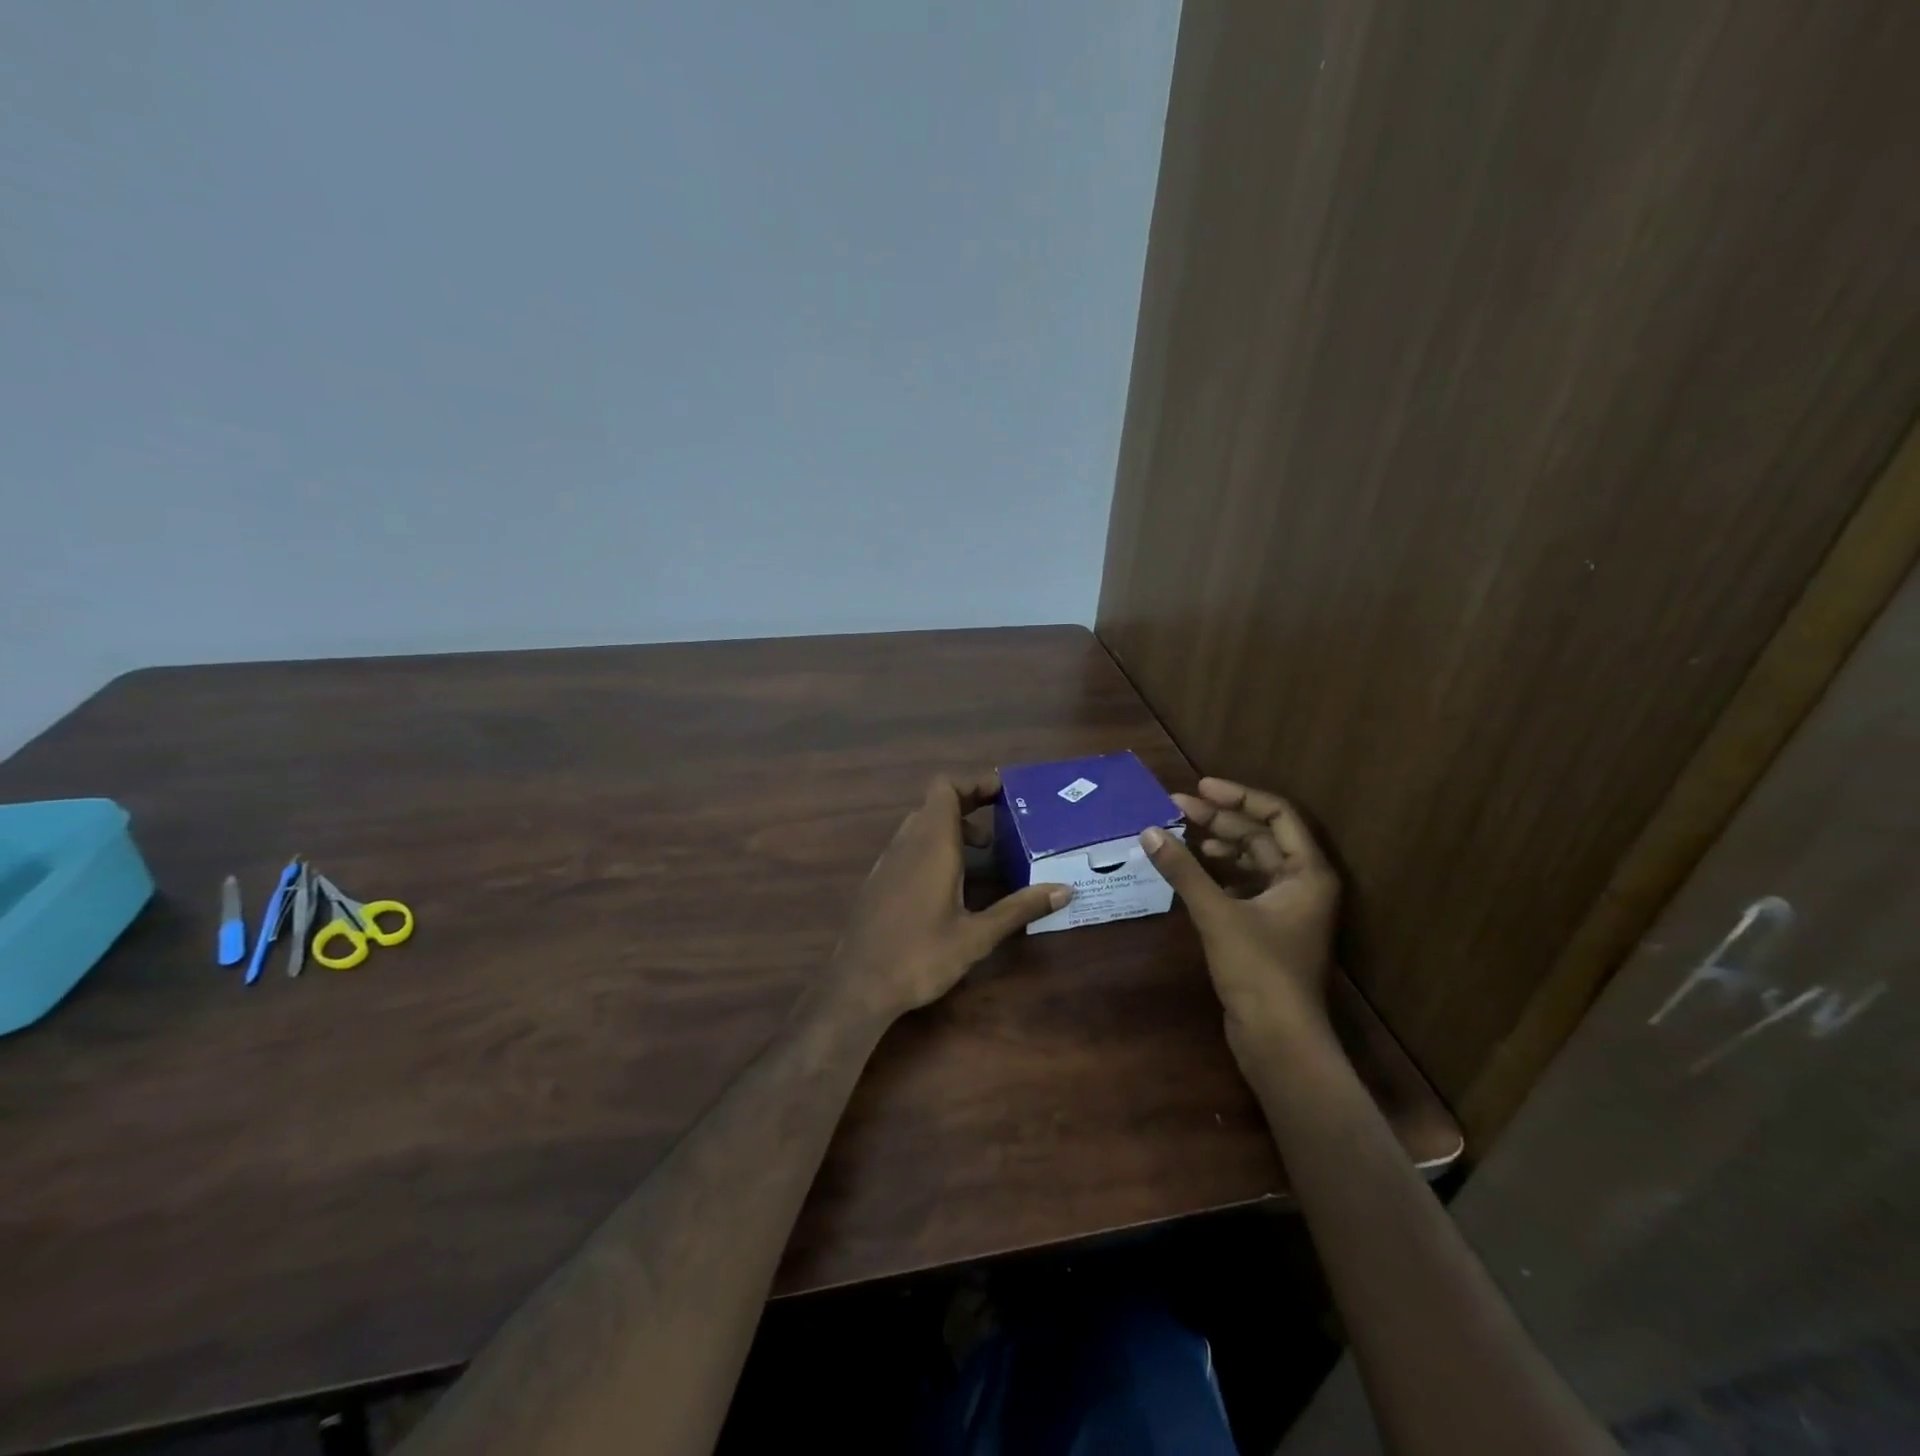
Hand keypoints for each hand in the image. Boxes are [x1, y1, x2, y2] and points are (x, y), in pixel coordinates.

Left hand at [827, 772, 1069, 1021]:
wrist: (857, 986)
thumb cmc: (920, 956)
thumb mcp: (977, 936)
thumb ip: (1019, 908)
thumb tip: (1064, 889)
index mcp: (931, 845)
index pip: (945, 788)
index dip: (973, 782)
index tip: (1004, 792)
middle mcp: (907, 844)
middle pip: (935, 804)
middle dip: (969, 805)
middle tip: (1004, 821)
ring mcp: (888, 862)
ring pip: (920, 825)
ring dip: (952, 828)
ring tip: (985, 853)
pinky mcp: (879, 881)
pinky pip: (909, 847)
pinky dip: (934, 847)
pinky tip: (952, 882)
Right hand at [1140, 777, 1339, 1059]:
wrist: (1278, 1040)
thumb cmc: (1258, 970)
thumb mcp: (1217, 914)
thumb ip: (1183, 870)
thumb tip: (1149, 831)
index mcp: (1307, 872)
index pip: (1277, 814)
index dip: (1238, 797)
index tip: (1200, 788)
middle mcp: (1303, 884)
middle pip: (1261, 836)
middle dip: (1219, 820)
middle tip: (1176, 807)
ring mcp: (1287, 907)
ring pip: (1251, 861)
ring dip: (1217, 845)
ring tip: (1179, 834)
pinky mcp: (1268, 928)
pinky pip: (1243, 885)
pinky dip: (1217, 873)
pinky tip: (1191, 870)